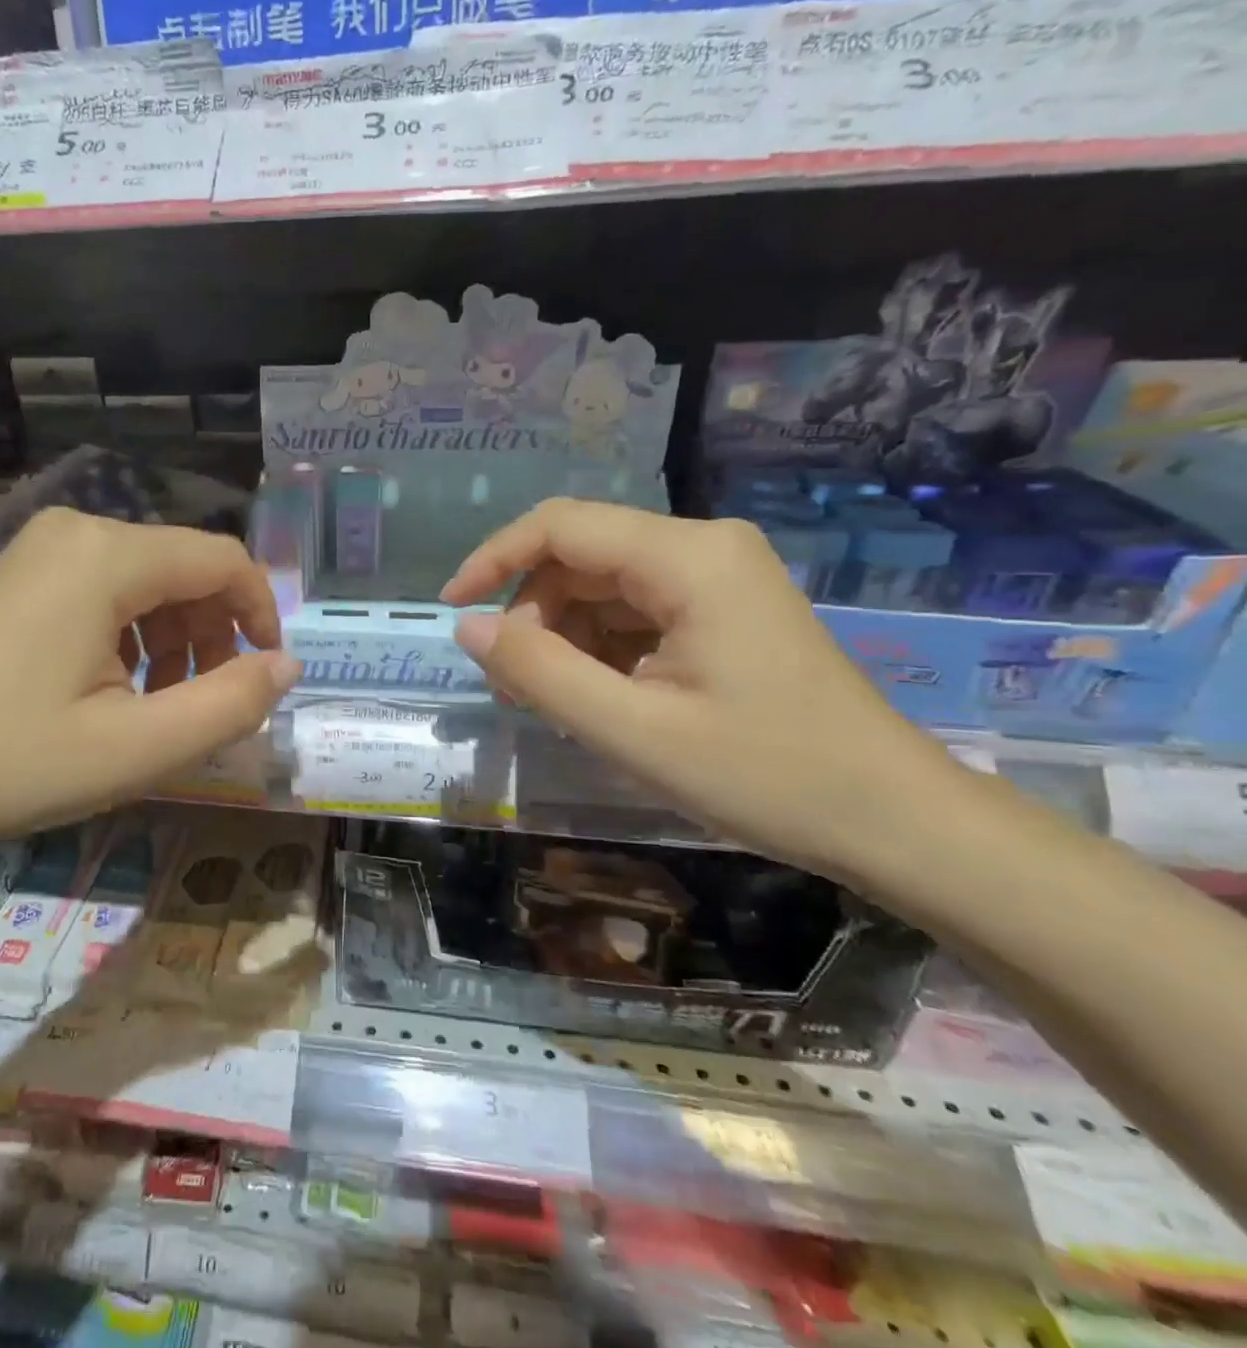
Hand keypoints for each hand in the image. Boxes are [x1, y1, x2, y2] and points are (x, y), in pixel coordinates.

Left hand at [0, 509, 298, 863]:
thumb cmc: (3, 761)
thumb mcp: (134, 748)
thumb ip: (228, 705)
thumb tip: (287, 666)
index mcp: (108, 557)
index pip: (224, 561)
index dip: (261, 615)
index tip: (266, 678)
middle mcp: (76, 534)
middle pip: (184, 570)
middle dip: (213, 637)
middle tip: (204, 709)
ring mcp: (39, 553)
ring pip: (145, 584)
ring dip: (172, 644)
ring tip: (154, 712)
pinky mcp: (16, 580)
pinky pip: (102, 595)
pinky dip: (129, 640)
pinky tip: (109, 695)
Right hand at [440, 499, 974, 877]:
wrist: (894, 821)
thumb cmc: (766, 775)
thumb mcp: (632, 730)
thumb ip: (539, 673)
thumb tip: (467, 628)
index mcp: (687, 558)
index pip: (560, 526)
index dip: (494, 559)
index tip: (452, 609)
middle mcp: (701, 549)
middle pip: (579, 558)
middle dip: (532, 616)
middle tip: (514, 688)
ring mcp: (716, 580)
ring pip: (601, 588)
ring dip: (562, 639)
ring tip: (554, 704)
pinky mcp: (721, 612)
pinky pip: (633, 614)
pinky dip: (598, 651)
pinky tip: (599, 700)